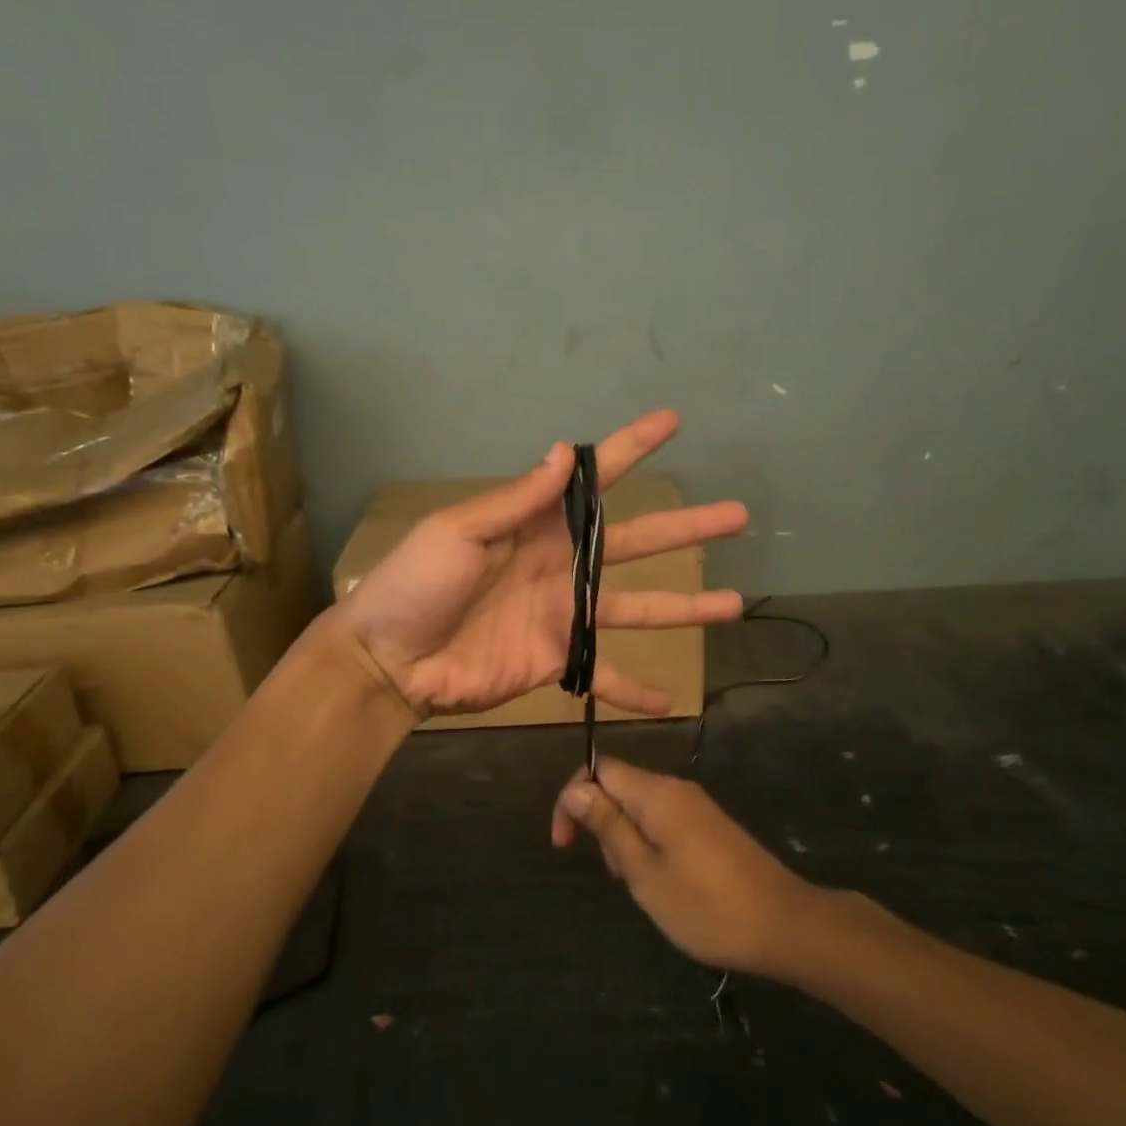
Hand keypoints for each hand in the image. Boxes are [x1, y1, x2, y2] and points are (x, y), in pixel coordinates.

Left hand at [337, 410, 748, 716]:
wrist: (389, 661)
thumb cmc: (416, 586)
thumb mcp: (459, 532)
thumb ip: (517, 500)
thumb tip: (564, 450)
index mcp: (536, 525)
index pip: (593, 481)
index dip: (631, 449)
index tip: (672, 423)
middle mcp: (561, 565)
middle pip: (636, 543)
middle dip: (686, 528)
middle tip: (737, 515)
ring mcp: (564, 615)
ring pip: (638, 608)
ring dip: (686, 607)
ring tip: (733, 603)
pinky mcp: (559, 661)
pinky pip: (604, 676)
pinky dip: (633, 690)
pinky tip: (668, 701)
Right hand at [551, 757, 823, 978]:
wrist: (784, 924)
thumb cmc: (707, 906)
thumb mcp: (645, 873)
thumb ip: (609, 826)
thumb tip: (577, 789)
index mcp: (657, 793)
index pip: (600, 769)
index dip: (573, 798)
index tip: (564, 845)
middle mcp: (676, 789)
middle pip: (620, 786)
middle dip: (600, 822)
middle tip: (615, 874)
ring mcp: (696, 806)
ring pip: (641, 806)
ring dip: (624, 837)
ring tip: (640, 884)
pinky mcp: (709, 826)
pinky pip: (663, 820)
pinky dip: (648, 843)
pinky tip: (662, 881)